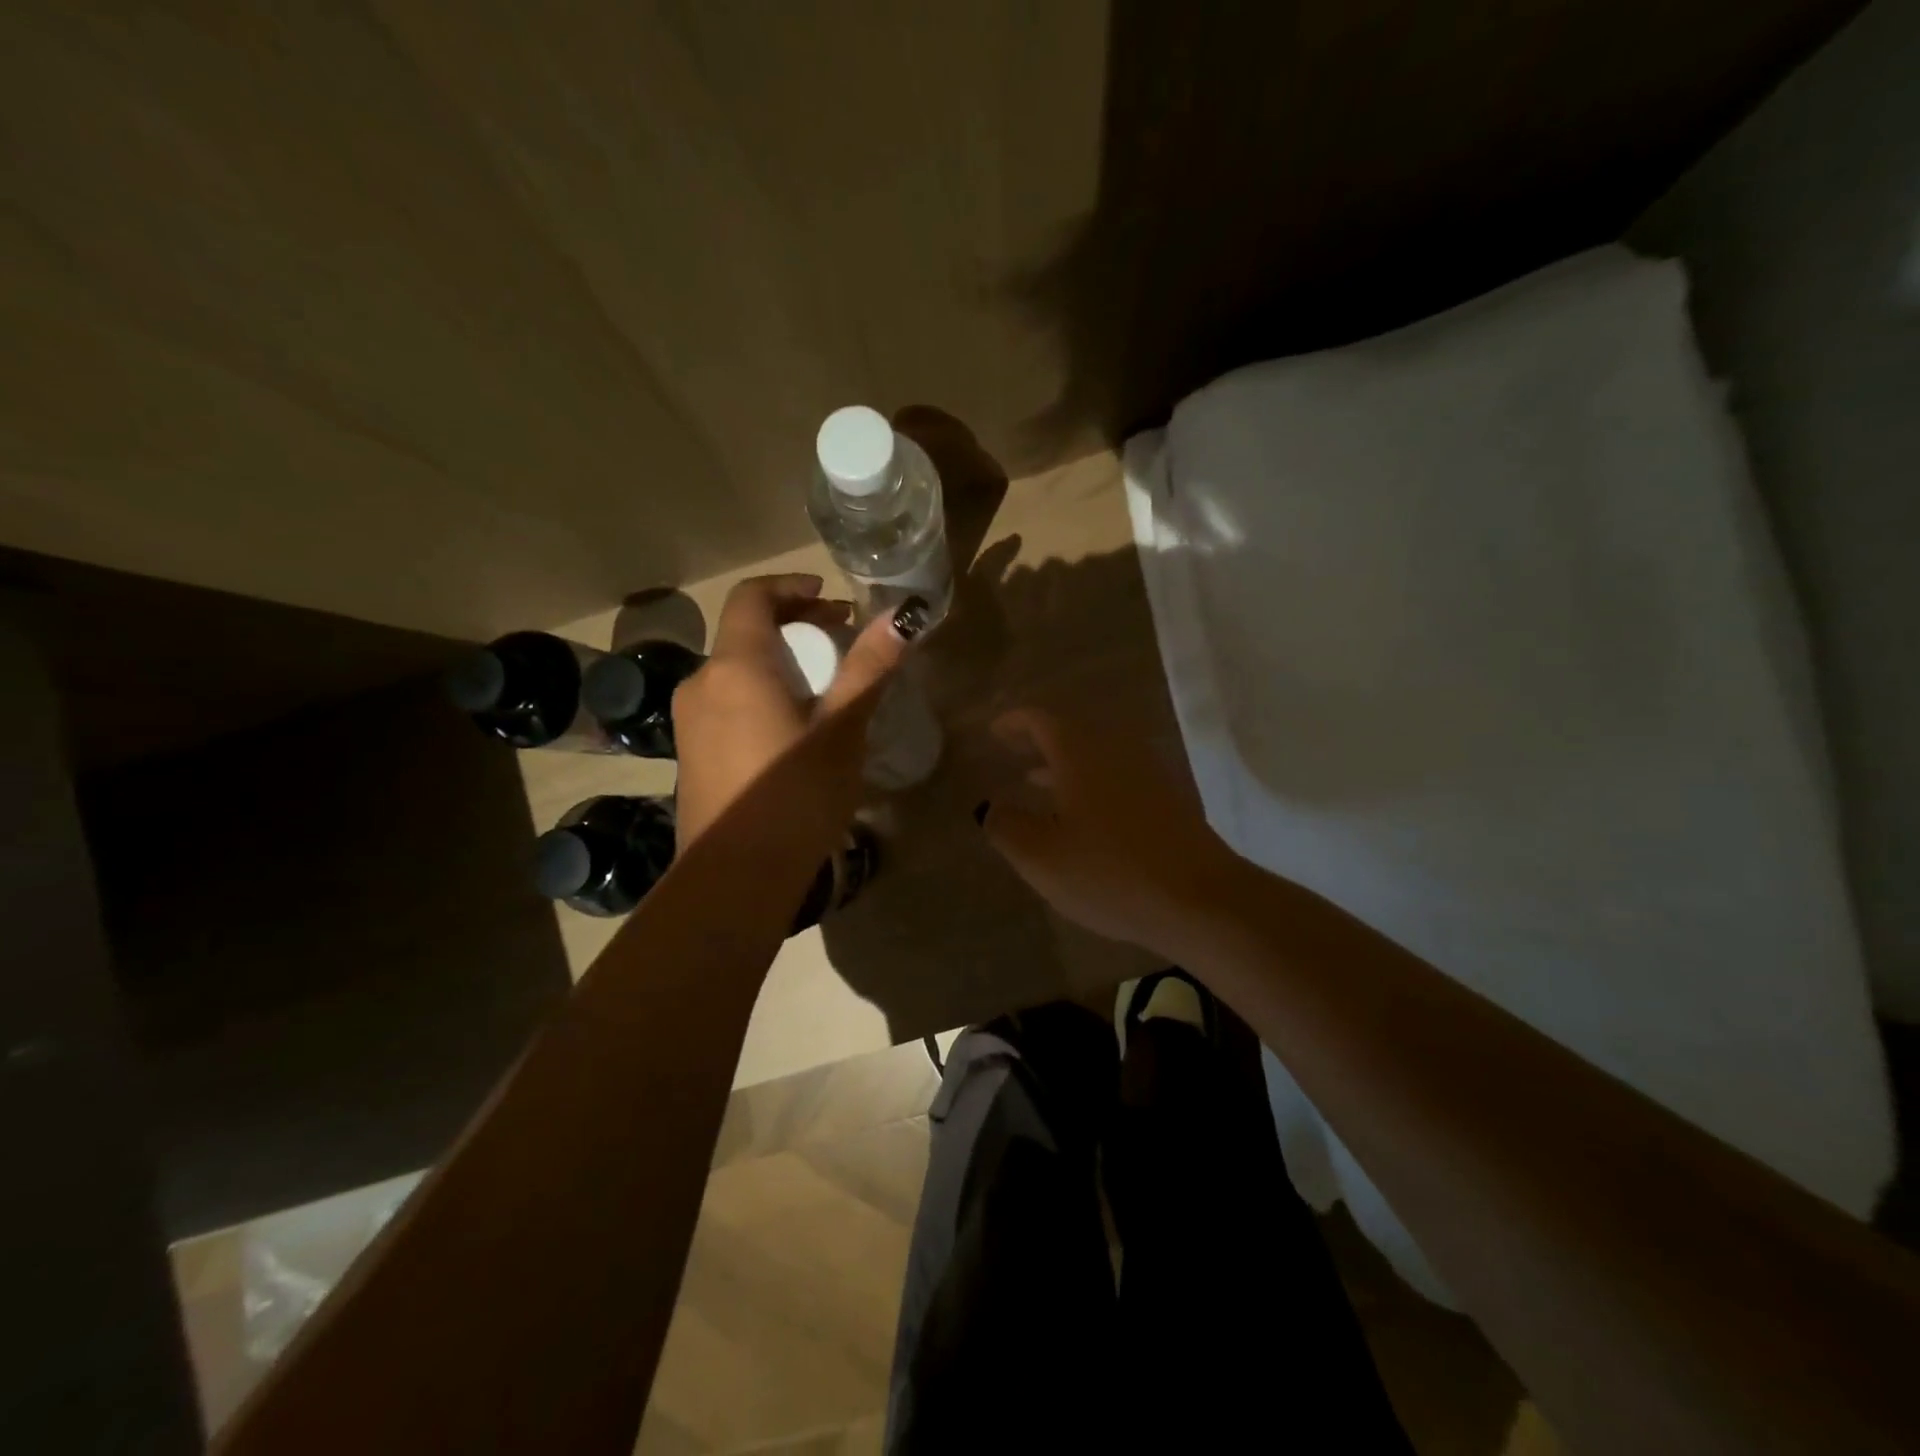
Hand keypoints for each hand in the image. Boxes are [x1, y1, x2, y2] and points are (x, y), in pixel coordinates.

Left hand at [671, 574, 914, 849]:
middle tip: (840, 641)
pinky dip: (760, 694)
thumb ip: (869, 669)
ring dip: (778, 664)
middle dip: (794, 628)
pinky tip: (793, 729)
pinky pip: (727, 703)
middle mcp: (701, 683)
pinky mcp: (690, 754)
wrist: (735, 877)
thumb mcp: (842, 730)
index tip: (830, 598)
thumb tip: (902, 617)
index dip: (792, 587)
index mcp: (735, 666)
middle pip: (745, 634)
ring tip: (824, 688)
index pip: (752, 597)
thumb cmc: (795, 795)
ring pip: (736, 671)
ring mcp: (689, 722)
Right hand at [979, 709, 1244, 955]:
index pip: (1041, 720)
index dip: (1014, 723)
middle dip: (1038, 740)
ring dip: (1064, 763)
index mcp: (1080, 752)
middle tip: (1011, 750)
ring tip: (1035, 780)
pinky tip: (1082, 814)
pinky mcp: (1168, 799)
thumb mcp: (1041, 856)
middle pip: (1071, 732)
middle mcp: (1116, 749)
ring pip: (1096, 755)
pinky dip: (1090, 782)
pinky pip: (1117, 775)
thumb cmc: (1109, 872)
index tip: (994, 731)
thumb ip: (1006, 827)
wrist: (1199, 898)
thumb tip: (990, 807)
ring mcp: (1147, 772)